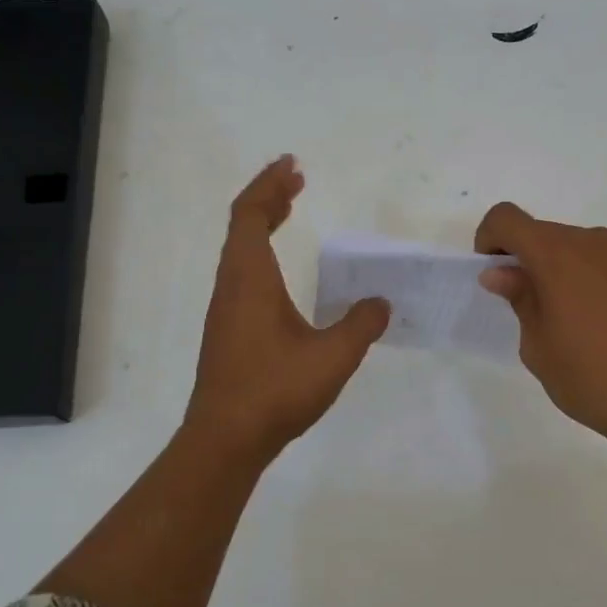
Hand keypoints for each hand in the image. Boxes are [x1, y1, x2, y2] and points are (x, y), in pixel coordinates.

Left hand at [183, 156, 389, 463]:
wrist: (225, 441)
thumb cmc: (275, 390)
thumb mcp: (332, 356)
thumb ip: (361, 325)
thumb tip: (381, 303)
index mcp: (250, 279)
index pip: (251, 215)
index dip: (269, 185)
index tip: (292, 165)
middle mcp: (232, 286)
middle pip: (242, 226)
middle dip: (269, 197)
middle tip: (296, 180)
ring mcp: (226, 310)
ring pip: (239, 251)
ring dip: (263, 225)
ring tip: (289, 211)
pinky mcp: (228, 331)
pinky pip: (242, 273)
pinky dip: (261, 253)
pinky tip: (282, 273)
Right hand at [474, 203, 606, 457]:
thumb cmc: (593, 380)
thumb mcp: (538, 348)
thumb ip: (520, 299)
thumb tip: (502, 273)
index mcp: (557, 256)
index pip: (507, 219)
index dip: (491, 239)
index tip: (495, 274)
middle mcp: (596, 241)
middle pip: (550, 235)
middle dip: (534, 261)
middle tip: (540, 311)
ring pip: (588, 248)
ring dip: (573, 271)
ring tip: (587, 322)